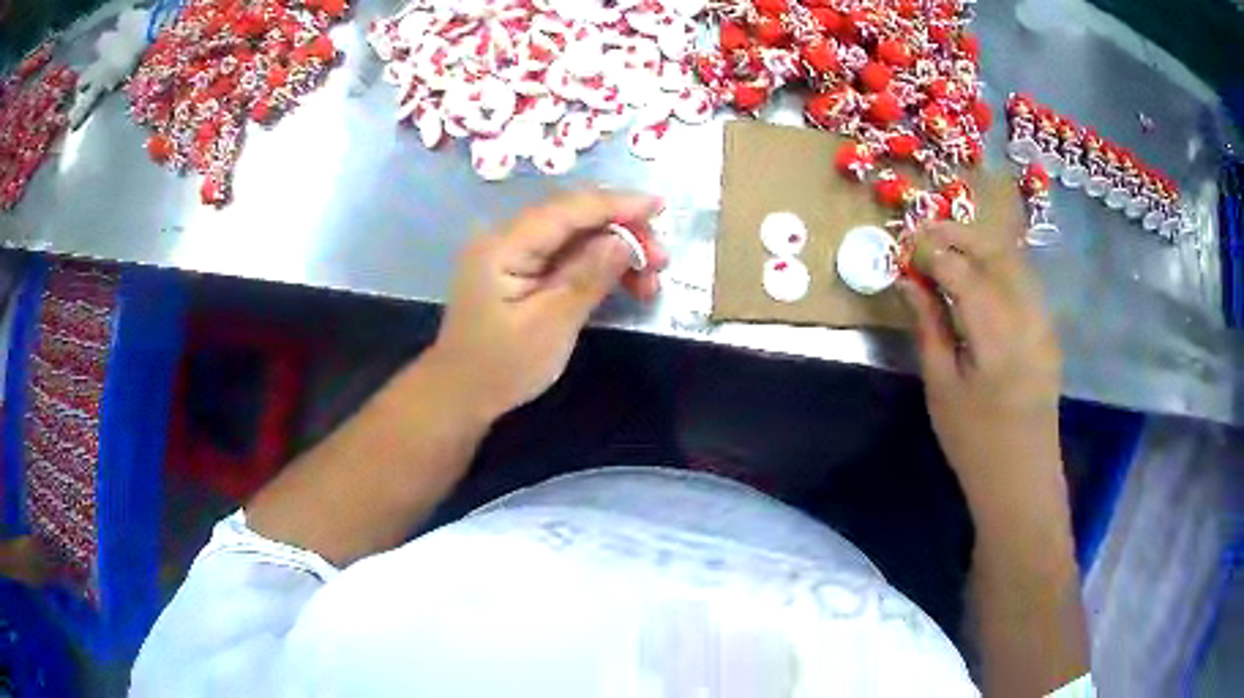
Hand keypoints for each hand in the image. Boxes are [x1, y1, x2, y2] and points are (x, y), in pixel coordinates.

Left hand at [427, 189, 665, 423]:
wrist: (462, 394)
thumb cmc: (502, 367)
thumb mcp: (550, 325)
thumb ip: (587, 277)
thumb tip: (624, 240)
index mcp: (504, 245)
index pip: (568, 209)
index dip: (617, 204)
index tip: (661, 206)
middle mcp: (507, 238)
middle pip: (574, 217)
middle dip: (623, 231)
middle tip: (662, 260)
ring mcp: (514, 253)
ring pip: (576, 236)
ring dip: (616, 250)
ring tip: (651, 281)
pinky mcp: (522, 270)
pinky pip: (567, 255)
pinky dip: (599, 265)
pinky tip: (627, 284)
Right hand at [901, 222, 1062, 507]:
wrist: (1022, 476)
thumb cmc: (974, 441)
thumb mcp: (941, 386)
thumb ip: (928, 325)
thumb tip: (907, 281)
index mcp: (996, 335)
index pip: (962, 270)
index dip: (931, 251)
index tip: (904, 249)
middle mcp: (1027, 315)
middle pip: (994, 250)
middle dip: (957, 234)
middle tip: (923, 234)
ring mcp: (1043, 319)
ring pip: (1012, 258)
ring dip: (977, 244)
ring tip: (945, 248)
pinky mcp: (1047, 327)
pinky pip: (1022, 278)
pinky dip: (996, 263)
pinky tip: (976, 275)